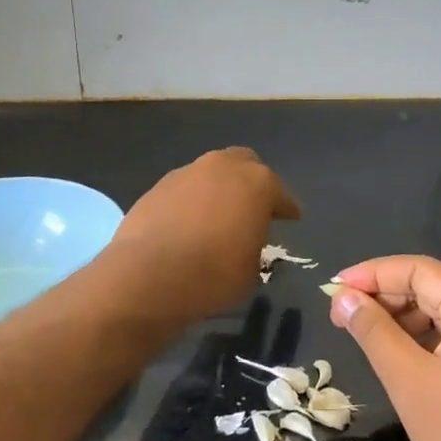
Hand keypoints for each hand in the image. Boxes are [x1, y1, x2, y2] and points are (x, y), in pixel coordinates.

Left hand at [104, 148, 300, 321]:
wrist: (149, 275)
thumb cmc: (213, 274)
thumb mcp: (251, 269)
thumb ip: (255, 244)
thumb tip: (246, 240)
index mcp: (258, 183)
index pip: (281, 194)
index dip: (287, 208)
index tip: (291, 219)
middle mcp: (224, 167)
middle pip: (245, 165)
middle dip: (252, 183)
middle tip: (253, 208)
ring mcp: (188, 172)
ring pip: (212, 173)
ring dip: (219, 189)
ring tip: (217, 216)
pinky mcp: (159, 185)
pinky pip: (186, 188)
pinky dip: (192, 200)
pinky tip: (189, 223)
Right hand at [329, 256, 440, 440]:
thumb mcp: (408, 380)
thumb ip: (373, 331)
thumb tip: (343, 296)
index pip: (419, 270)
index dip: (373, 274)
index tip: (335, 288)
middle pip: (433, 285)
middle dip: (386, 296)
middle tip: (343, 315)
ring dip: (404, 316)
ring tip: (366, 334)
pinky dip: (427, 334)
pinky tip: (401, 350)